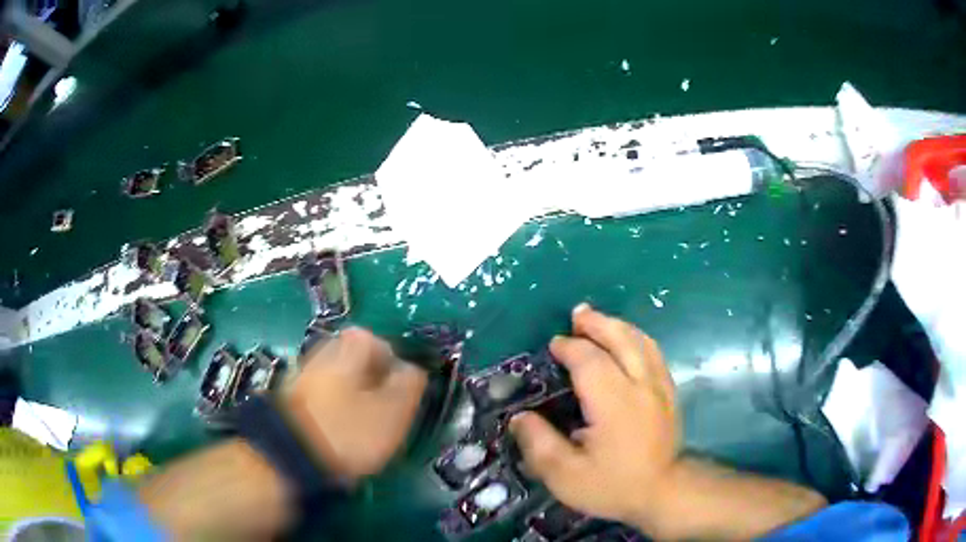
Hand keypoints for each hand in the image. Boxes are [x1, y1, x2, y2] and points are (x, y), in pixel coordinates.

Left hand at [285, 327, 427, 482]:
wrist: (290, 455)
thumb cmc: (349, 431)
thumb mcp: (392, 411)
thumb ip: (408, 385)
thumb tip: (411, 369)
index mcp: (347, 351)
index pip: (374, 340)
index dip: (390, 362)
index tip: (398, 389)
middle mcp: (321, 355)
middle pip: (352, 359)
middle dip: (371, 380)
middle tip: (383, 407)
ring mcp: (301, 377)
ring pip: (336, 379)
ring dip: (352, 396)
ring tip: (363, 425)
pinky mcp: (289, 401)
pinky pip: (321, 397)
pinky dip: (333, 409)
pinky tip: (340, 432)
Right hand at [509, 304, 679, 530]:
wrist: (664, 492)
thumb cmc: (613, 485)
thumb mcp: (566, 476)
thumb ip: (539, 444)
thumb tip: (519, 417)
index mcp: (614, 402)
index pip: (590, 360)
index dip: (570, 348)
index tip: (553, 346)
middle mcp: (641, 385)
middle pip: (621, 339)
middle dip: (597, 323)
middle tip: (577, 315)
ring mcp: (659, 386)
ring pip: (641, 342)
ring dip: (618, 326)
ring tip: (598, 321)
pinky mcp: (669, 392)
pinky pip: (653, 353)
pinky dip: (636, 339)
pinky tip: (626, 343)